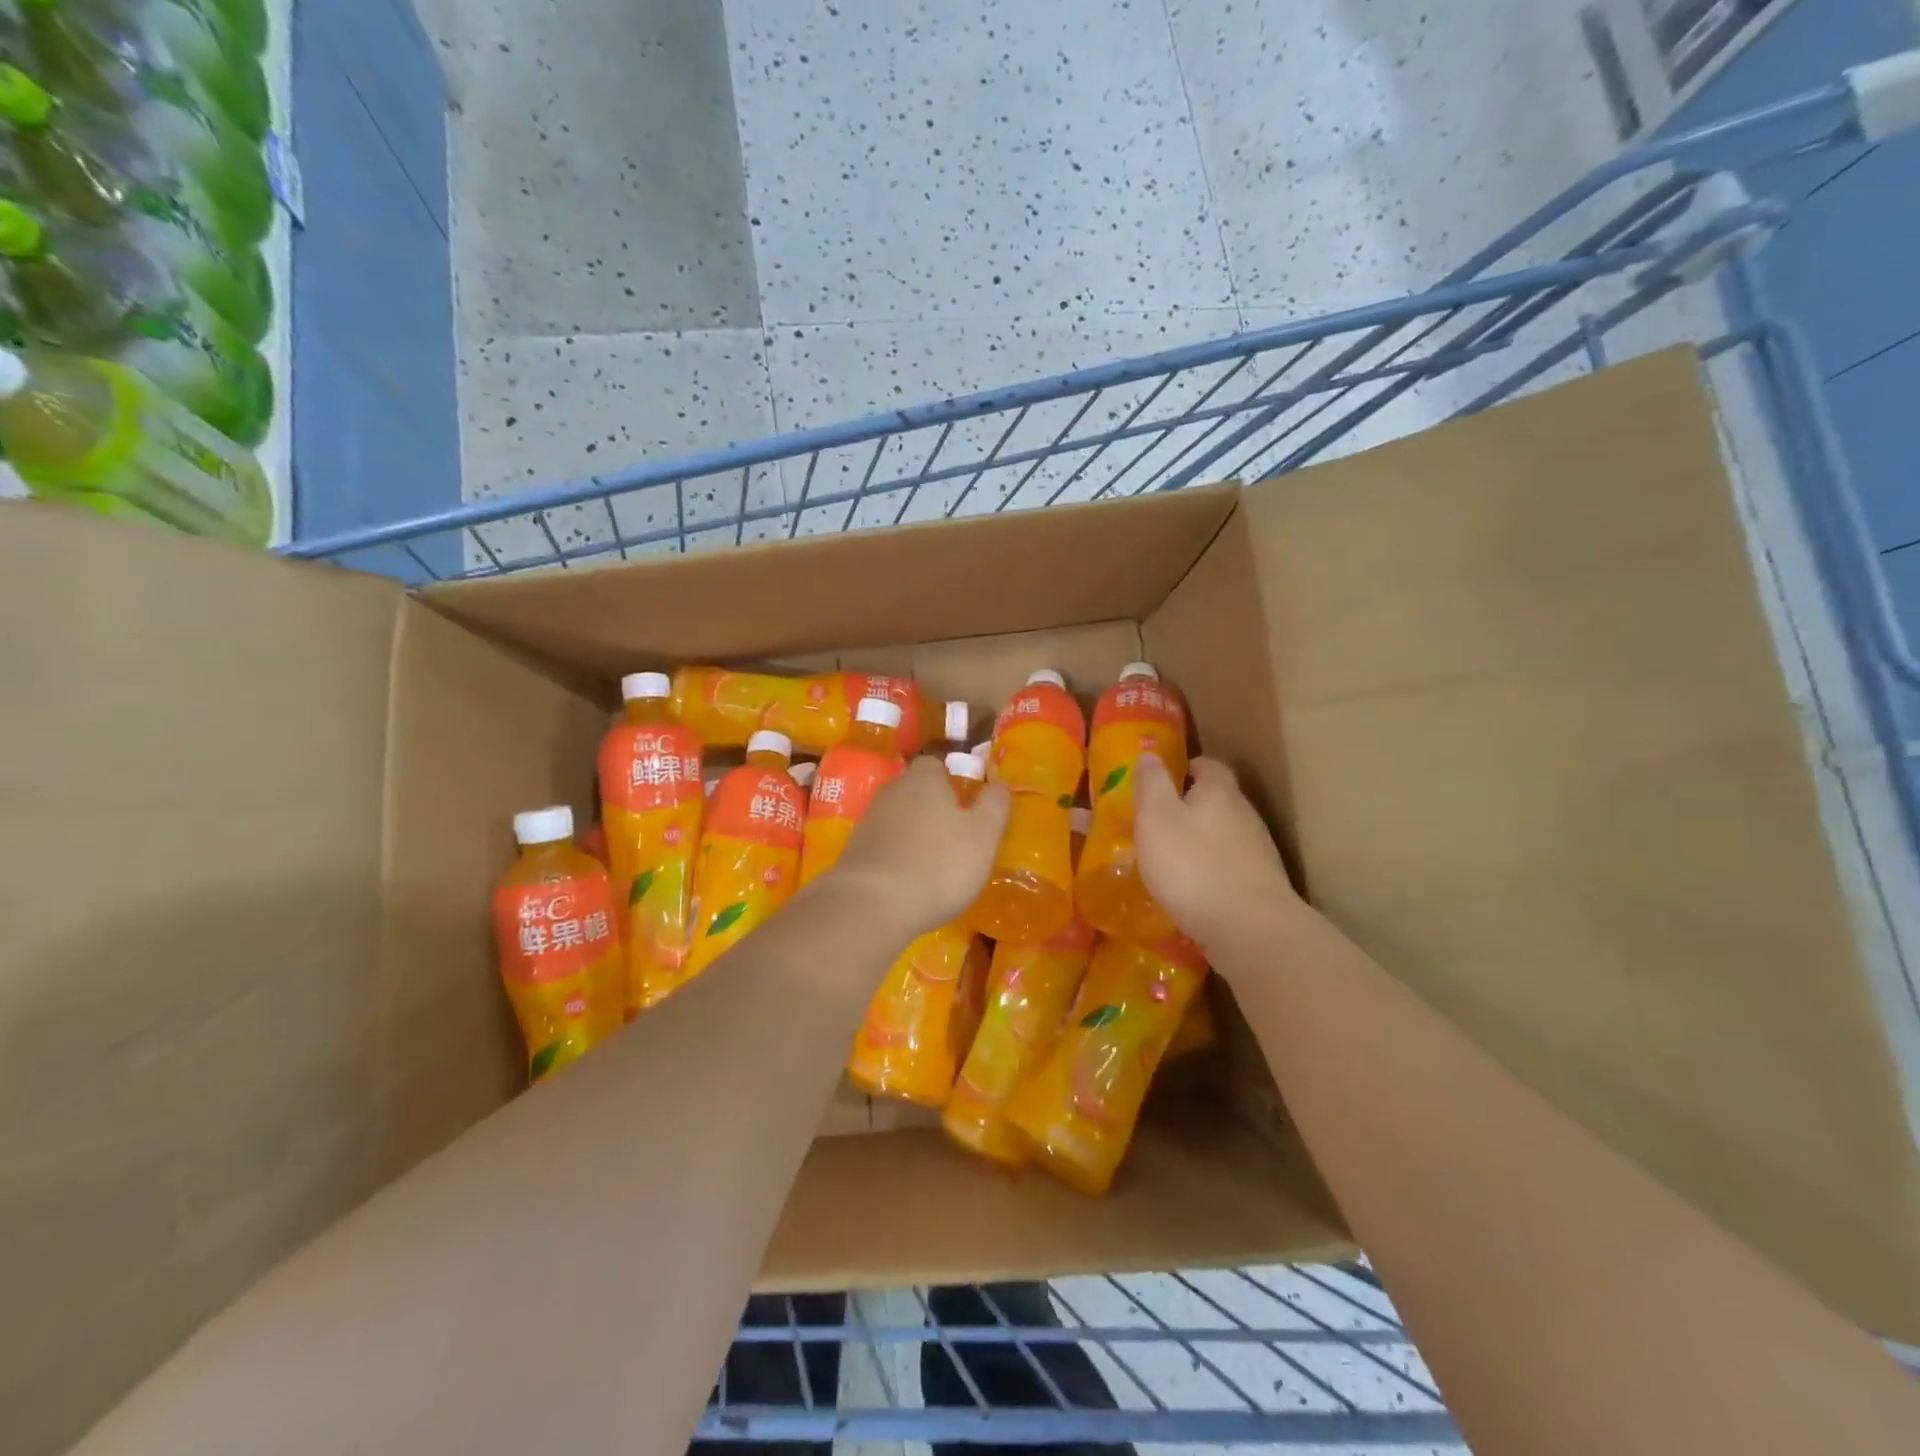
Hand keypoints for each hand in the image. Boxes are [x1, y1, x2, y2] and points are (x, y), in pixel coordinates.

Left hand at [831, 757, 1011, 936]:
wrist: (873, 905)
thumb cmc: (939, 864)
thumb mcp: (983, 835)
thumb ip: (995, 805)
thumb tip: (1000, 784)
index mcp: (923, 780)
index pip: (935, 765)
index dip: (951, 781)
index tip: (966, 803)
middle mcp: (892, 793)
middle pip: (914, 791)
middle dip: (932, 808)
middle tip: (955, 835)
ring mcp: (868, 822)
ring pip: (898, 819)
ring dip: (913, 834)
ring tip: (934, 862)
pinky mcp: (854, 852)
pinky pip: (883, 845)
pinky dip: (897, 856)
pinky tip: (909, 880)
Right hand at [1134, 755, 1296, 952]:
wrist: (1248, 929)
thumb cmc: (1192, 864)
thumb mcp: (1157, 818)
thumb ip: (1151, 784)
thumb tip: (1150, 754)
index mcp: (1220, 792)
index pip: (1210, 766)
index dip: (1189, 767)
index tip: (1168, 775)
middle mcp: (1245, 816)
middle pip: (1219, 801)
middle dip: (1191, 806)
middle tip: (1159, 819)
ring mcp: (1257, 854)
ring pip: (1224, 836)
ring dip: (1200, 841)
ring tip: (1170, 856)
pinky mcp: (1259, 887)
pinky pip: (1229, 869)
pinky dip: (1210, 871)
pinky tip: (1192, 889)